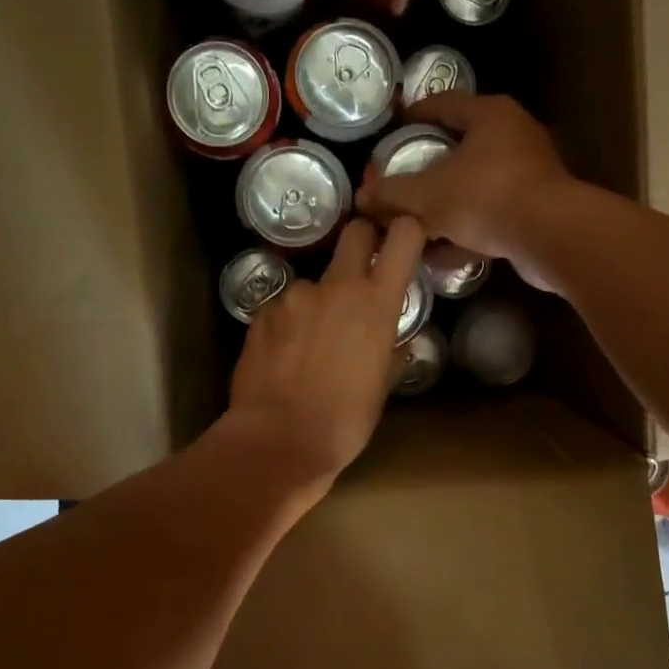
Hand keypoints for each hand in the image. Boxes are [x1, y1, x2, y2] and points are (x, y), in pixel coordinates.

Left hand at [220, 216, 426, 504]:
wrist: (280, 440)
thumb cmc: (345, 420)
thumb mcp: (382, 383)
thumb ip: (388, 346)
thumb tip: (390, 336)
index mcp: (376, 302)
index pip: (404, 236)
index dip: (406, 229)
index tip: (405, 239)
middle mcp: (336, 286)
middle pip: (354, 232)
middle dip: (362, 242)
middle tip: (359, 275)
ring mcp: (295, 296)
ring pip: (314, 282)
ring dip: (317, 301)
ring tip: (310, 344)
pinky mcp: (262, 312)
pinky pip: (283, 307)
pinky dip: (288, 323)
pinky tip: (284, 356)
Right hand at [354, 93, 573, 289]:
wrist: (552, 237)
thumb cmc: (486, 198)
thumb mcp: (427, 195)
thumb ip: (391, 194)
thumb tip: (362, 198)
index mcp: (489, 115)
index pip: (443, 103)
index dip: (413, 114)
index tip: (391, 128)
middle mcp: (513, 136)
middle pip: (459, 146)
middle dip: (426, 166)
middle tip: (398, 179)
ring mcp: (527, 174)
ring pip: (473, 185)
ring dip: (443, 205)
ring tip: (413, 220)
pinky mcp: (534, 209)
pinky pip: (488, 215)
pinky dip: (463, 231)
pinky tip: (439, 253)